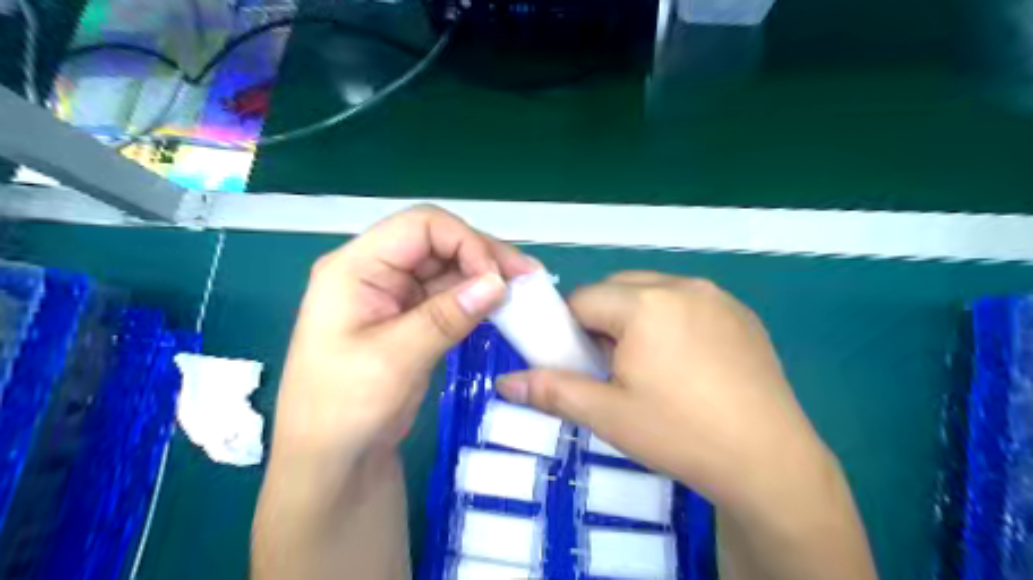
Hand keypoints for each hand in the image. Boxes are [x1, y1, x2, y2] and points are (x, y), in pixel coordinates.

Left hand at [278, 205, 543, 459]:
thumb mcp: (394, 359)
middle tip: (528, 278)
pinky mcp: (411, 319)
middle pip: (439, 242)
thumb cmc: (344, 409)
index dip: (465, 241)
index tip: (497, 277)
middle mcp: (376, 272)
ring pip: (449, 268)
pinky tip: (503, 307)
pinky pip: (450, 296)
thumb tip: (498, 282)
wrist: (334, 462)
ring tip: (524, 291)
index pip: (420, 226)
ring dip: (485, 277)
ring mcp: (395, 296)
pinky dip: (477, 299)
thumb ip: (445, 316)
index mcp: (356, 268)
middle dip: (484, 256)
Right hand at [498, 271, 828, 516]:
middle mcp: (681, 285)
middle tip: (612, 366)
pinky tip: (686, 364)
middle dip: (603, 320)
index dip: (571, 329)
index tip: (579, 361)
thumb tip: (504, 383)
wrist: (769, 461)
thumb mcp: (607, 415)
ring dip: (637, 318)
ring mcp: (716, 296)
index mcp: (644, 304)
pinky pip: (688, 302)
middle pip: (618, 289)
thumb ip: (551, 391)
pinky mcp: (740, 313)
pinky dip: (672, 320)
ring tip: (649, 366)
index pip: (583, 300)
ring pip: (653, 292)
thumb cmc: (679, 434)